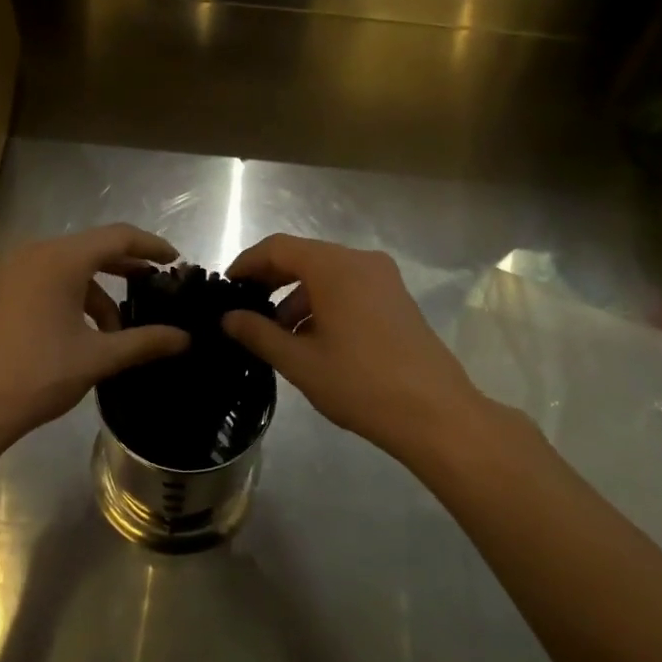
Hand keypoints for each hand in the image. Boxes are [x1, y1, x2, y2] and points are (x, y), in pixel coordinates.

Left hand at [0, 224, 189, 447]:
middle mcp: (36, 255)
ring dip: (100, 293)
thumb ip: (145, 342)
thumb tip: (185, 338)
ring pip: (71, 269)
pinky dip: (75, 299)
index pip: (118, 237)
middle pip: (93, 249)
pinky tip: (87, 334)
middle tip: (157, 290)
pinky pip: (50, 281)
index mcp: (60, 260)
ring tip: (120, 331)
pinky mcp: (4, 292)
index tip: (176, 262)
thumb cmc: (39, 373)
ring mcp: (15, 273)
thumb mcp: (98, 357)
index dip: (151, 246)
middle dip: (127, 270)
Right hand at [221, 234, 506, 463]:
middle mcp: (361, 261)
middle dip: (271, 280)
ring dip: (296, 297)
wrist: (435, 413)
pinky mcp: (396, 299)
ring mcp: (384, 279)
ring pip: (327, 275)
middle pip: (304, 257)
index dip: (247, 264)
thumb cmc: (360, 384)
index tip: (226, 288)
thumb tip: (229, 318)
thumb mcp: (299, 361)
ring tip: (276, 335)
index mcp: (335, 267)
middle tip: (244, 310)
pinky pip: (349, 288)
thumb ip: (258, 333)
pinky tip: (311, 340)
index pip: (278, 248)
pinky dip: (323, 304)